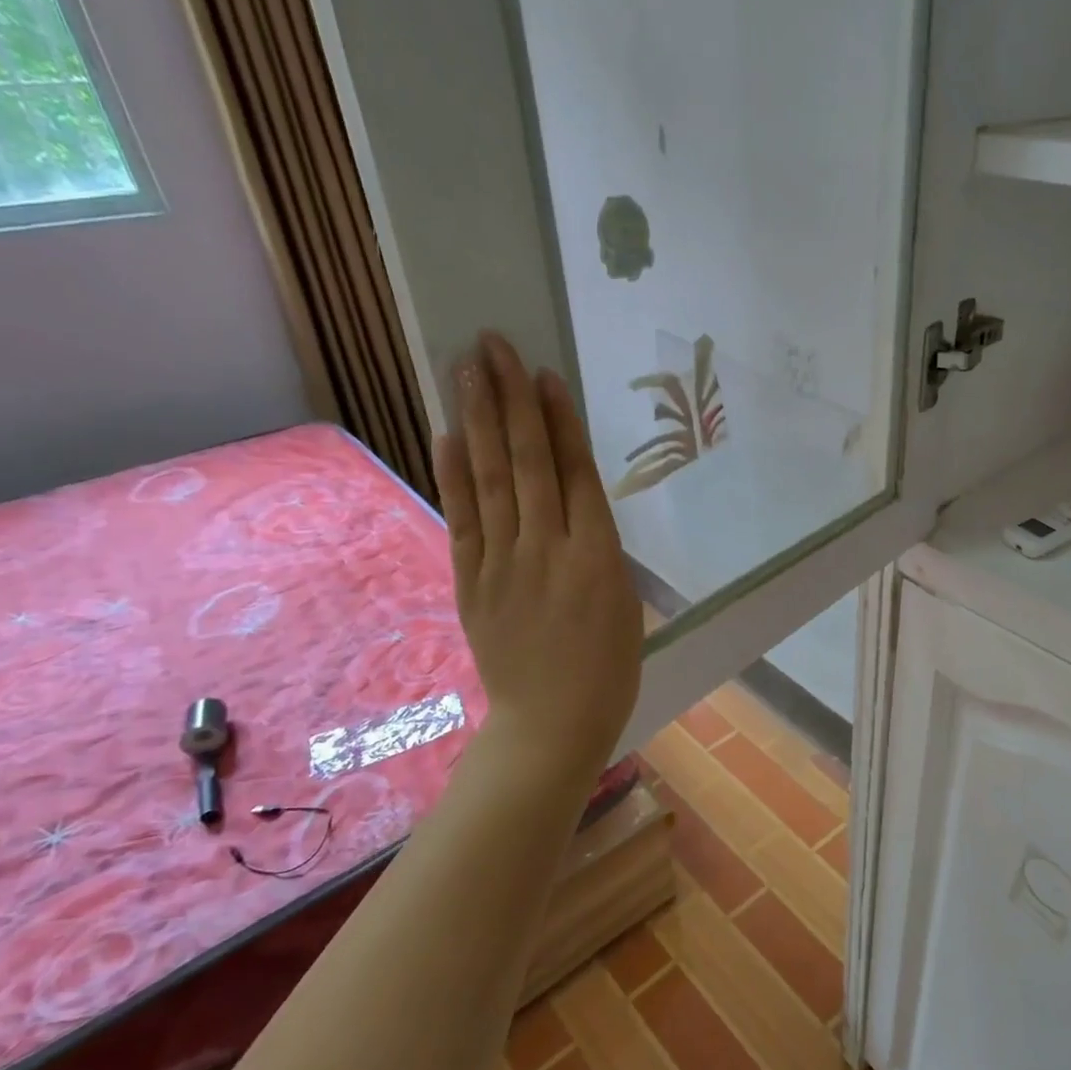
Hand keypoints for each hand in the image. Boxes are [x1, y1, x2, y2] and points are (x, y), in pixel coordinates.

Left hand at [433, 333, 641, 791]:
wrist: (553, 724)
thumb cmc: (609, 668)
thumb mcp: (625, 601)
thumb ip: (598, 547)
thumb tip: (574, 501)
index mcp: (599, 555)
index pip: (575, 472)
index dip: (558, 420)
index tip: (541, 373)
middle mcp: (549, 548)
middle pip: (527, 462)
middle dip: (509, 399)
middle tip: (492, 345)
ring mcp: (504, 564)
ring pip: (489, 479)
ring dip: (477, 420)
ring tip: (466, 369)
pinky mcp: (471, 582)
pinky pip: (462, 519)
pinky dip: (452, 474)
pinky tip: (445, 434)